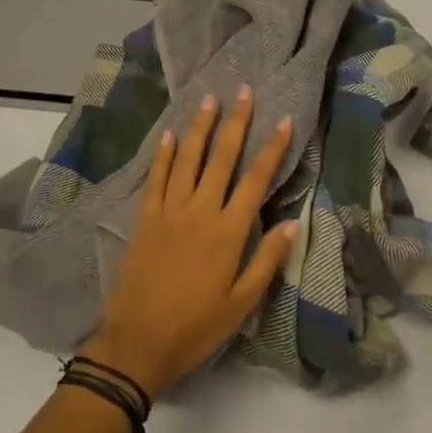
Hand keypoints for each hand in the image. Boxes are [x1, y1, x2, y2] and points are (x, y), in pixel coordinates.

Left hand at [80, 86, 296, 397]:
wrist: (138, 341)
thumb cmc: (196, 326)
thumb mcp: (241, 303)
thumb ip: (267, 260)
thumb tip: (293, 223)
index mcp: (228, 231)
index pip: (255, 180)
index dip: (272, 148)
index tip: (284, 120)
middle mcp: (200, 211)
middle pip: (222, 158)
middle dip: (236, 122)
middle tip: (243, 91)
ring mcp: (169, 210)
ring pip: (188, 159)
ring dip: (200, 128)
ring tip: (209, 100)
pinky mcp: (146, 217)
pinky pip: (157, 178)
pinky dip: (164, 155)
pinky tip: (170, 135)